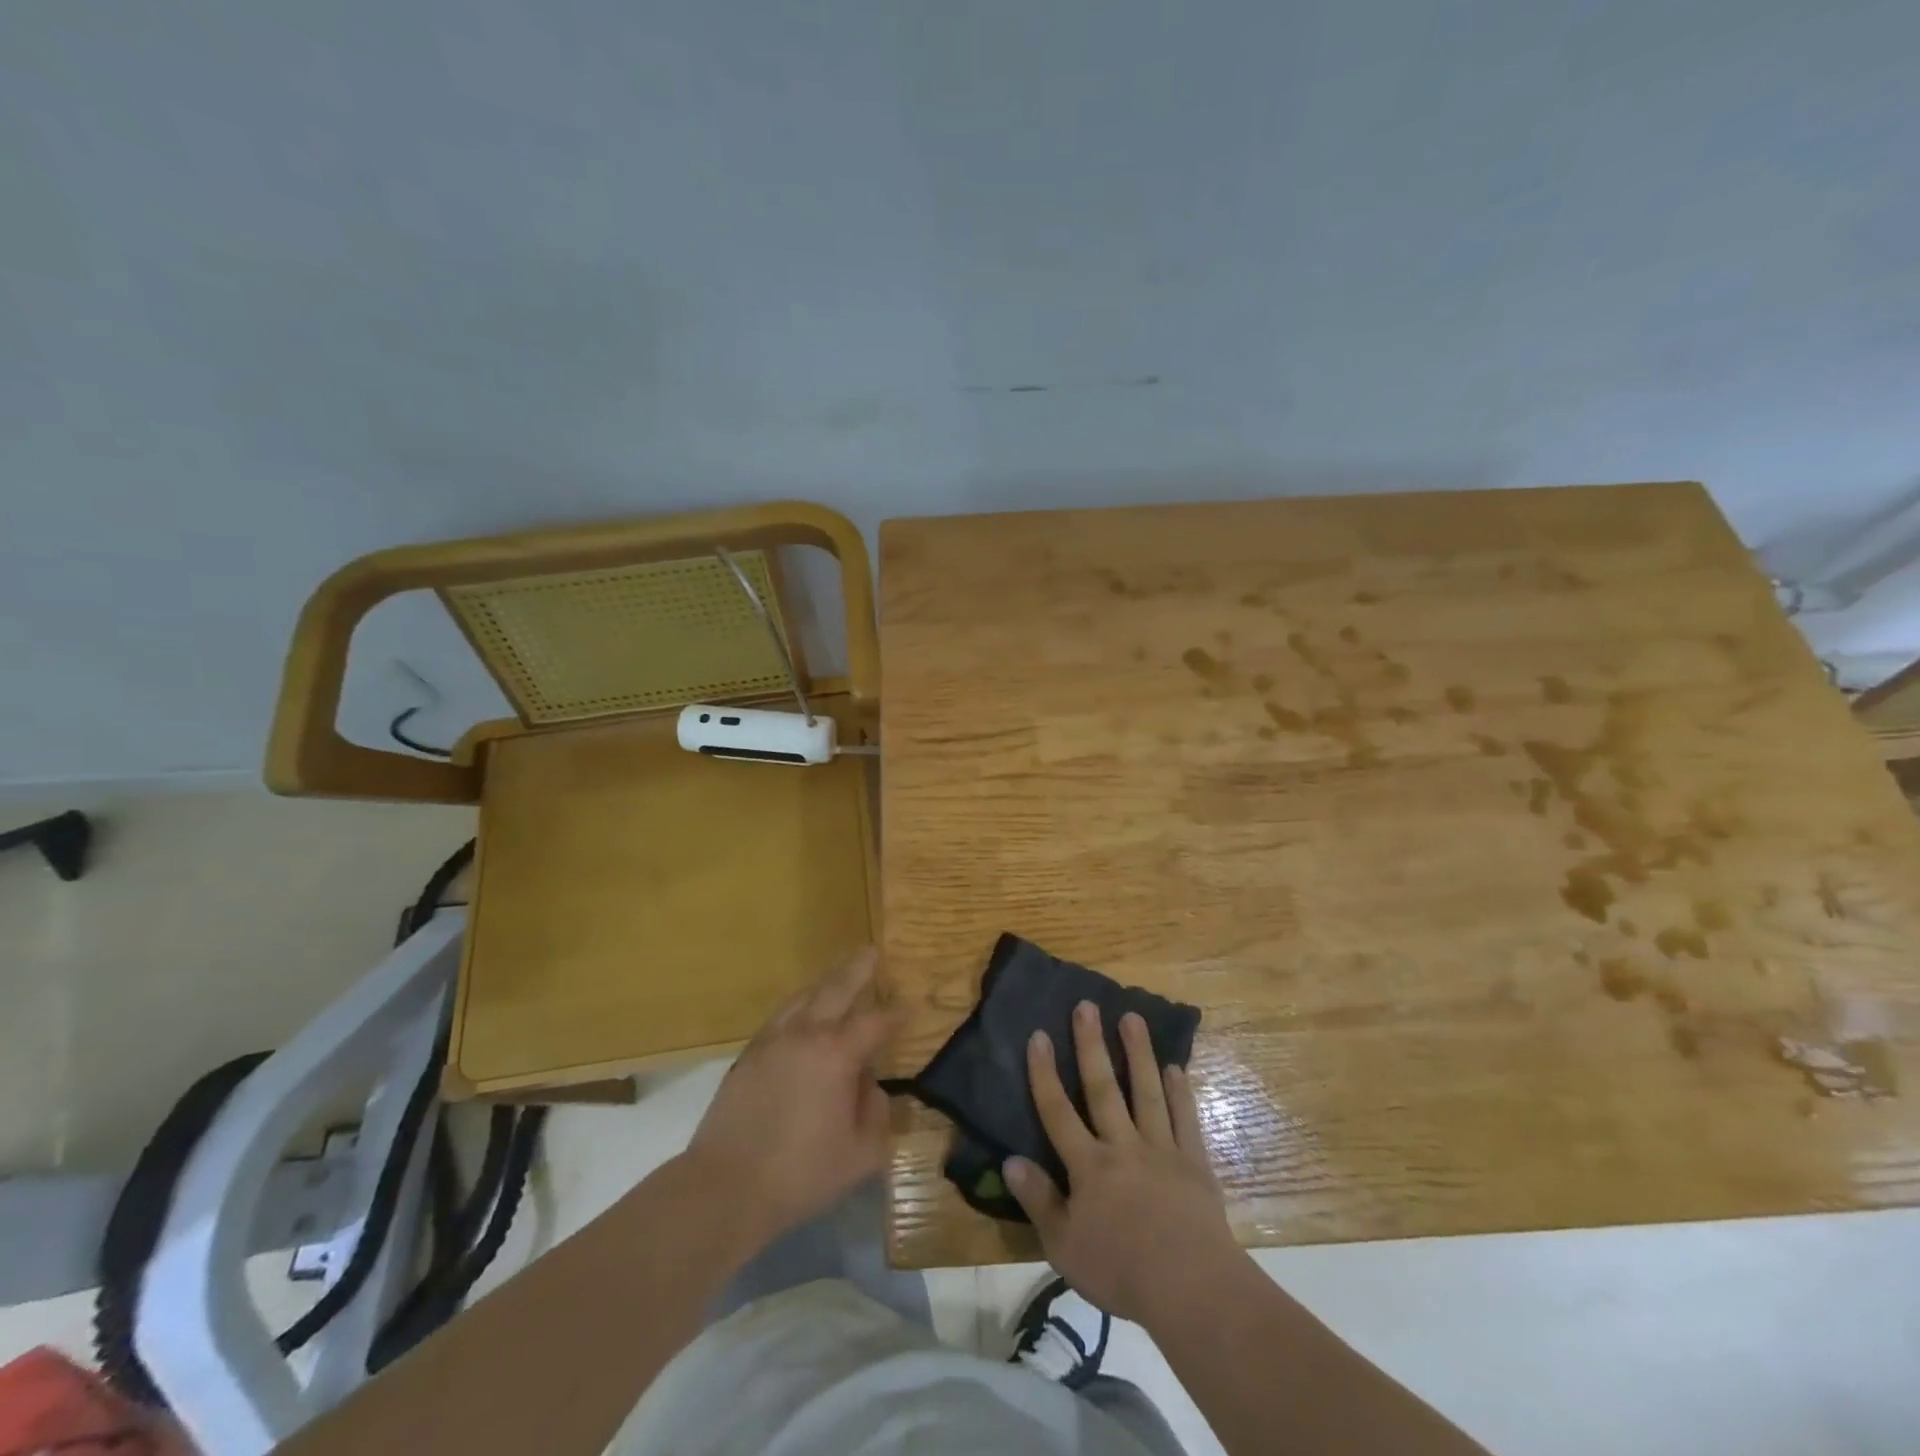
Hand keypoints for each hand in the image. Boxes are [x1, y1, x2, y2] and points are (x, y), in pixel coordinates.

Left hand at [683, 947, 892, 1246]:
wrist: (725, 1187)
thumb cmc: (800, 1173)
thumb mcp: (860, 1154)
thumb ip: (876, 1114)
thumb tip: (870, 1087)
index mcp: (836, 1054)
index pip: (875, 1023)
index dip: (896, 1015)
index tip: (910, 1007)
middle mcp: (805, 1034)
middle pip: (836, 989)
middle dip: (858, 970)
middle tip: (871, 952)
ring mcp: (772, 1040)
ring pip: (804, 996)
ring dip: (825, 982)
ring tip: (839, 974)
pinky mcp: (749, 1054)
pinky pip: (781, 1015)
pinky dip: (800, 1004)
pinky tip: (803, 1012)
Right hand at [1005, 1001, 1244, 1324]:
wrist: (1191, 1289)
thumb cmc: (1120, 1270)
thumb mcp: (1064, 1246)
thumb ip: (1038, 1200)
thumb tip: (1010, 1160)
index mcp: (1089, 1166)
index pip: (1058, 1111)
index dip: (1045, 1072)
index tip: (1038, 1034)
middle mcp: (1122, 1146)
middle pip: (1103, 1088)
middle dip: (1091, 1045)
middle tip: (1087, 1005)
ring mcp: (1162, 1150)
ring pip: (1147, 1092)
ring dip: (1138, 1053)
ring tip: (1132, 1017)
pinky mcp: (1194, 1164)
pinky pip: (1185, 1120)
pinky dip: (1181, 1093)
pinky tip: (1176, 1068)